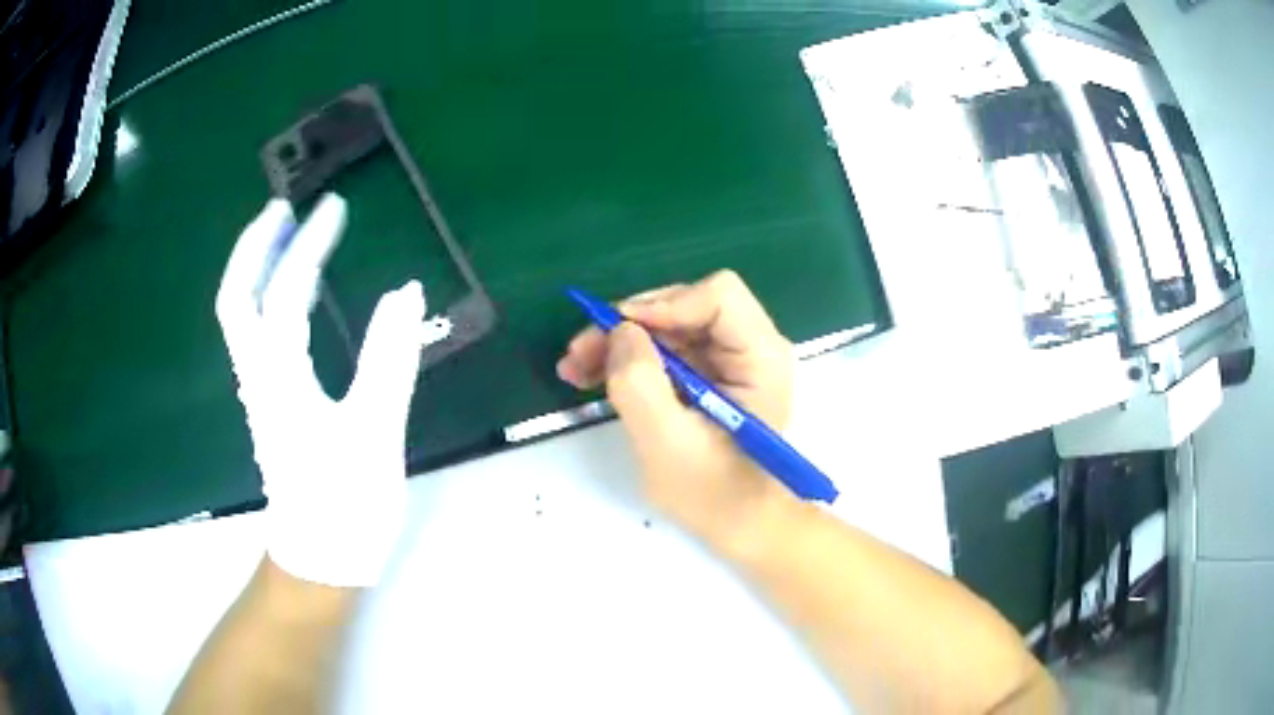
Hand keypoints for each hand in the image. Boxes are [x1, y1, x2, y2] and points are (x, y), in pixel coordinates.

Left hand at [216, 195, 449, 586]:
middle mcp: (258, 377)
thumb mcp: (374, 433)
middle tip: (283, 209)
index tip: (333, 207)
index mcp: (280, 380)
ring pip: (242, 317)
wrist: (320, 562)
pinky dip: (270, 300)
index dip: (306, 246)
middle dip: (255, 248)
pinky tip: (294, 295)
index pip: (282, 294)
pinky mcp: (271, 405)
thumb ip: (388, 360)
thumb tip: (406, 291)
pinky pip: (258, 337)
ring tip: (287, 236)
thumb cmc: (345, 505)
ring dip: (258, 269)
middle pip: (236, 298)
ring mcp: (260, 392)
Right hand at [556, 270, 796, 543]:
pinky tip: (593, 375)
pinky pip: (664, 349)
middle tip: (579, 353)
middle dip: (630, 325)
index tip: (617, 332)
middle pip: (686, 306)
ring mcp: (728, 359)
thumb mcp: (667, 443)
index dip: (664, 305)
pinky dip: (629, 358)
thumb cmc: (713, 494)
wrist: (739, 525)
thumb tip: (620, 330)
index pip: (718, 297)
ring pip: (667, 325)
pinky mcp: (708, 374)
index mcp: (760, 358)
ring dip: (620, 341)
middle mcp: (750, 347)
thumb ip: (640, 383)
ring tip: (575, 368)